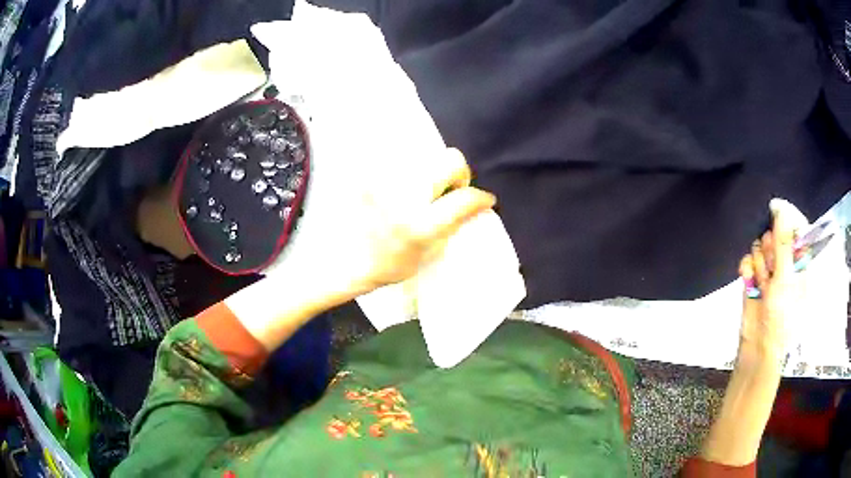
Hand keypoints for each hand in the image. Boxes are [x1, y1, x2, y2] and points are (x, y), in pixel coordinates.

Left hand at [227, 147, 494, 350]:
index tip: (485, 200)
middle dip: (459, 174)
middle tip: (452, 189)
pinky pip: (400, 159)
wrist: (345, 260)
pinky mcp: (371, 173)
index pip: (464, 199)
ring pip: (427, 157)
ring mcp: (386, 180)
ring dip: (432, 173)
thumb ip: (452, 227)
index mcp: (420, 226)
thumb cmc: (388, 265)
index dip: (482, 198)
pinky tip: (402, 188)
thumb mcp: (428, 254)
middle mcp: (404, 197)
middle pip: (450, 160)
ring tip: (423, 190)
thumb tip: (473, 206)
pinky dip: (409, 170)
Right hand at [737, 204, 801, 368]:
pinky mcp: (754, 278)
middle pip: (777, 233)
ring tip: (762, 283)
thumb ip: (783, 243)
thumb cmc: (782, 318)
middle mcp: (787, 262)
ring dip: (759, 262)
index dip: (786, 218)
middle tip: (772, 267)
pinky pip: (748, 260)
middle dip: (771, 247)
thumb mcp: (786, 280)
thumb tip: (780, 208)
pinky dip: (747, 268)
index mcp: (802, 262)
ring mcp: (770, 271)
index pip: (797, 227)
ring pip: (761, 246)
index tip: (775, 212)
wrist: (759, 350)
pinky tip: (748, 279)